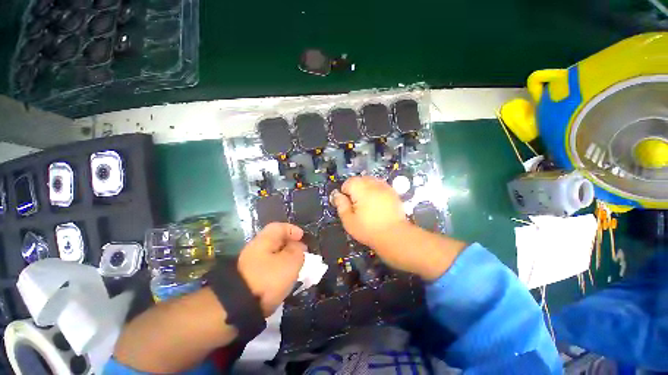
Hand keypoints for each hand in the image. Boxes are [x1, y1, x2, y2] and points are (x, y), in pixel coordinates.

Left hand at [237, 223, 305, 316]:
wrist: (240, 307)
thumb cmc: (269, 278)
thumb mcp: (291, 261)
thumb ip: (298, 250)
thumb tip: (298, 246)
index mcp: (264, 240)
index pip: (279, 227)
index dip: (292, 230)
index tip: (302, 237)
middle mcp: (255, 248)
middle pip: (275, 240)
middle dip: (290, 245)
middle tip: (301, 253)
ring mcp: (250, 264)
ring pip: (272, 254)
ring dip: (285, 257)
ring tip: (295, 266)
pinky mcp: (249, 278)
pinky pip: (268, 266)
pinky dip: (278, 268)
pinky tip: (284, 277)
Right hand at [331, 176, 464, 279]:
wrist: (394, 236)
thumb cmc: (368, 229)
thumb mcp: (349, 220)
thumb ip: (341, 205)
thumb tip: (337, 194)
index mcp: (361, 189)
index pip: (348, 182)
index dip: (345, 192)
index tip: (348, 204)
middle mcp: (373, 184)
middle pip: (360, 179)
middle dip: (356, 189)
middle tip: (357, 204)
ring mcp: (385, 187)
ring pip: (370, 181)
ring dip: (366, 188)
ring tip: (367, 203)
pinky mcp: (393, 192)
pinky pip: (380, 186)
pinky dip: (376, 190)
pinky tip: (377, 203)